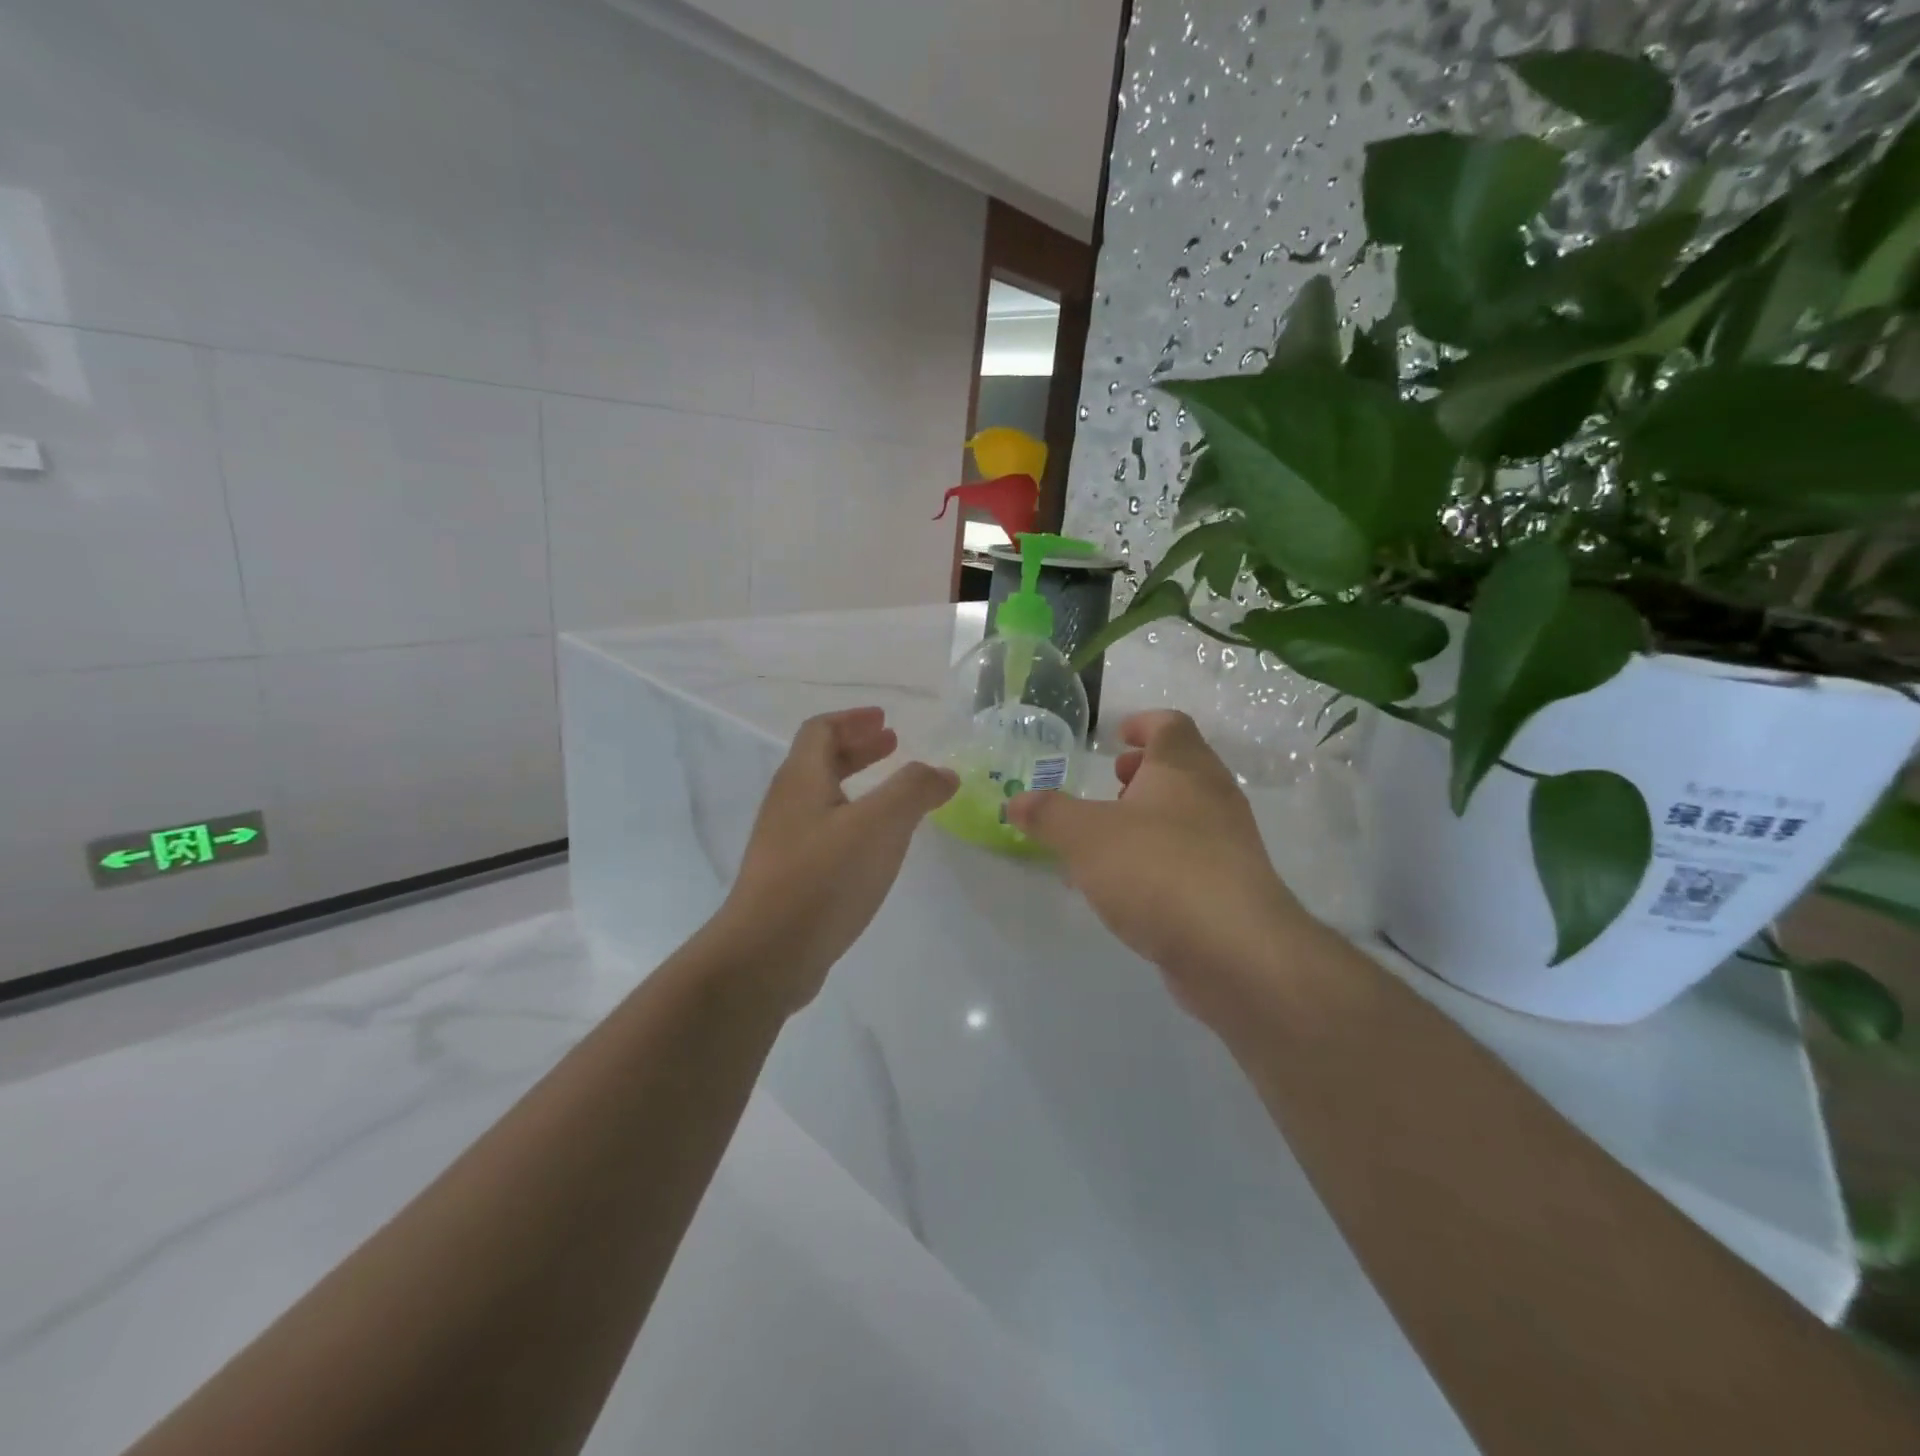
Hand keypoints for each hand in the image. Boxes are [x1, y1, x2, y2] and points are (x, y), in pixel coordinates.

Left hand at [712, 708, 956, 1012]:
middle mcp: (787, 804)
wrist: (767, 955)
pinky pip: (824, 833)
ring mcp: (784, 844)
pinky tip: (875, 847)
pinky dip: (853, 822)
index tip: (886, 722)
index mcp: (801, 779)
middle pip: (819, 761)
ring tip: (893, 797)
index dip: (853, 720)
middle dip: (858, 749)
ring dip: (857, 785)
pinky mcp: (790, 878)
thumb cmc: (823, 878)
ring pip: (822, 799)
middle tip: (894, 746)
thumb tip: (944, 773)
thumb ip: (914, 791)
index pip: (821, 730)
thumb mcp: (879, 825)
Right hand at [1007, 710, 1312, 1022]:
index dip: (1143, 724)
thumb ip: (1048, 815)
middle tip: (1112, 786)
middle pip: (1183, 768)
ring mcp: (1230, 844)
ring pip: (1188, 815)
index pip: (1170, 725)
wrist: (1233, 948)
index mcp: (1184, 768)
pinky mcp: (1232, 888)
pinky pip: (1192, 858)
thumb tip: (1016, 801)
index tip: (1117, 737)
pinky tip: (1131, 887)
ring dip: (1152, 818)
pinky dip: (1161, 858)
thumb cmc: (1156, 868)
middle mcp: (1215, 797)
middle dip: (1145, 774)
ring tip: (1111, 840)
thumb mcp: (1084, 836)